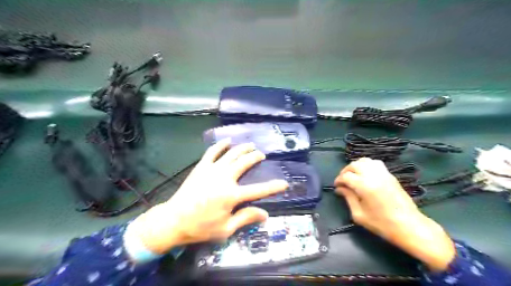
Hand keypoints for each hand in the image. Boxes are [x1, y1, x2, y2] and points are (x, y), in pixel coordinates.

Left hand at [125, 140, 289, 253]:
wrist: (173, 220)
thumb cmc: (201, 227)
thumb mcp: (226, 229)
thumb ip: (246, 218)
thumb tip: (265, 214)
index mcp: (232, 196)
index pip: (259, 190)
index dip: (273, 187)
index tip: (284, 183)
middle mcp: (224, 178)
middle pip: (244, 163)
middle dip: (255, 157)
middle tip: (262, 155)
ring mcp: (212, 170)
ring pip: (231, 154)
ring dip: (242, 148)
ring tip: (250, 145)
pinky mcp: (201, 167)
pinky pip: (212, 152)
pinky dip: (221, 144)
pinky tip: (227, 140)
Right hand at [336, 158, 454, 271]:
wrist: (409, 226)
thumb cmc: (382, 224)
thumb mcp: (359, 215)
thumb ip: (348, 198)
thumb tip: (340, 189)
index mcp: (364, 186)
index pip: (346, 176)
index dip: (338, 180)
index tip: (336, 187)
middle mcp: (373, 176)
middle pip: (354, 164)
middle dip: (345, 171)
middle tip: (343, 181)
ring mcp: (384, 174)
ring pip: (365, 161)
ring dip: (356, 166)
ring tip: (354, 176)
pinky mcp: (390, 176)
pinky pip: (376, 164)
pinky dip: (367, 166)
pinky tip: (365, 175)